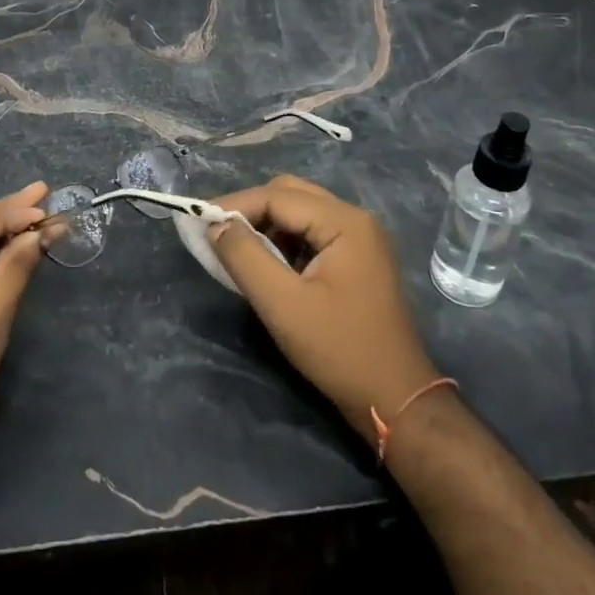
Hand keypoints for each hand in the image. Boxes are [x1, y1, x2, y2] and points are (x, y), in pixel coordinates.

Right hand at [208, 175, 443, 439]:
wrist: (396, 400)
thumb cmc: (339, 351)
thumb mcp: (283, 305)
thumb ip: (245, 258)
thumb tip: (215, 225)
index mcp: (344, 222)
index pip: (278, 196)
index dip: (235, 205)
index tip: (199, 221)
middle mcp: (355, 218)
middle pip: (290, 194)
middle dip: (251, 210)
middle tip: (218, 234)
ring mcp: (360, 237)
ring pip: (300, 212)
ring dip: (267, 225)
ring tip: (239, 250)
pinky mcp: (358, 257)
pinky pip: (312, 232)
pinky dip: (285, 241)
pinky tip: (269, 265)